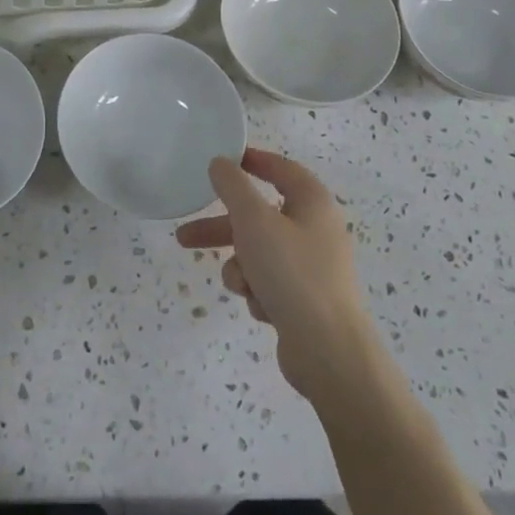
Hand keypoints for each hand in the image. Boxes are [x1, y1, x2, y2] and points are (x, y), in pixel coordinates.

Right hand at [176, 148, 375, 404]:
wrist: (328, 353)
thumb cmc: (291, 273)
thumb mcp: (254, 220)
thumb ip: (233, 186)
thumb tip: (221, 163)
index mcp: (313, 202)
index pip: (281, 168)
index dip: (252, 161)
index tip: (222, 161)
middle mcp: (316, 229)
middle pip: (260, 216)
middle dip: (222, 228)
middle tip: (186, 235)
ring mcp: (312, 267)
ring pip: (259, 252)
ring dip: (241, 266)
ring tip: (238, 285)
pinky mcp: (306, 299)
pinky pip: (269, 282)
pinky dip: (258, 290)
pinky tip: (261, 307)